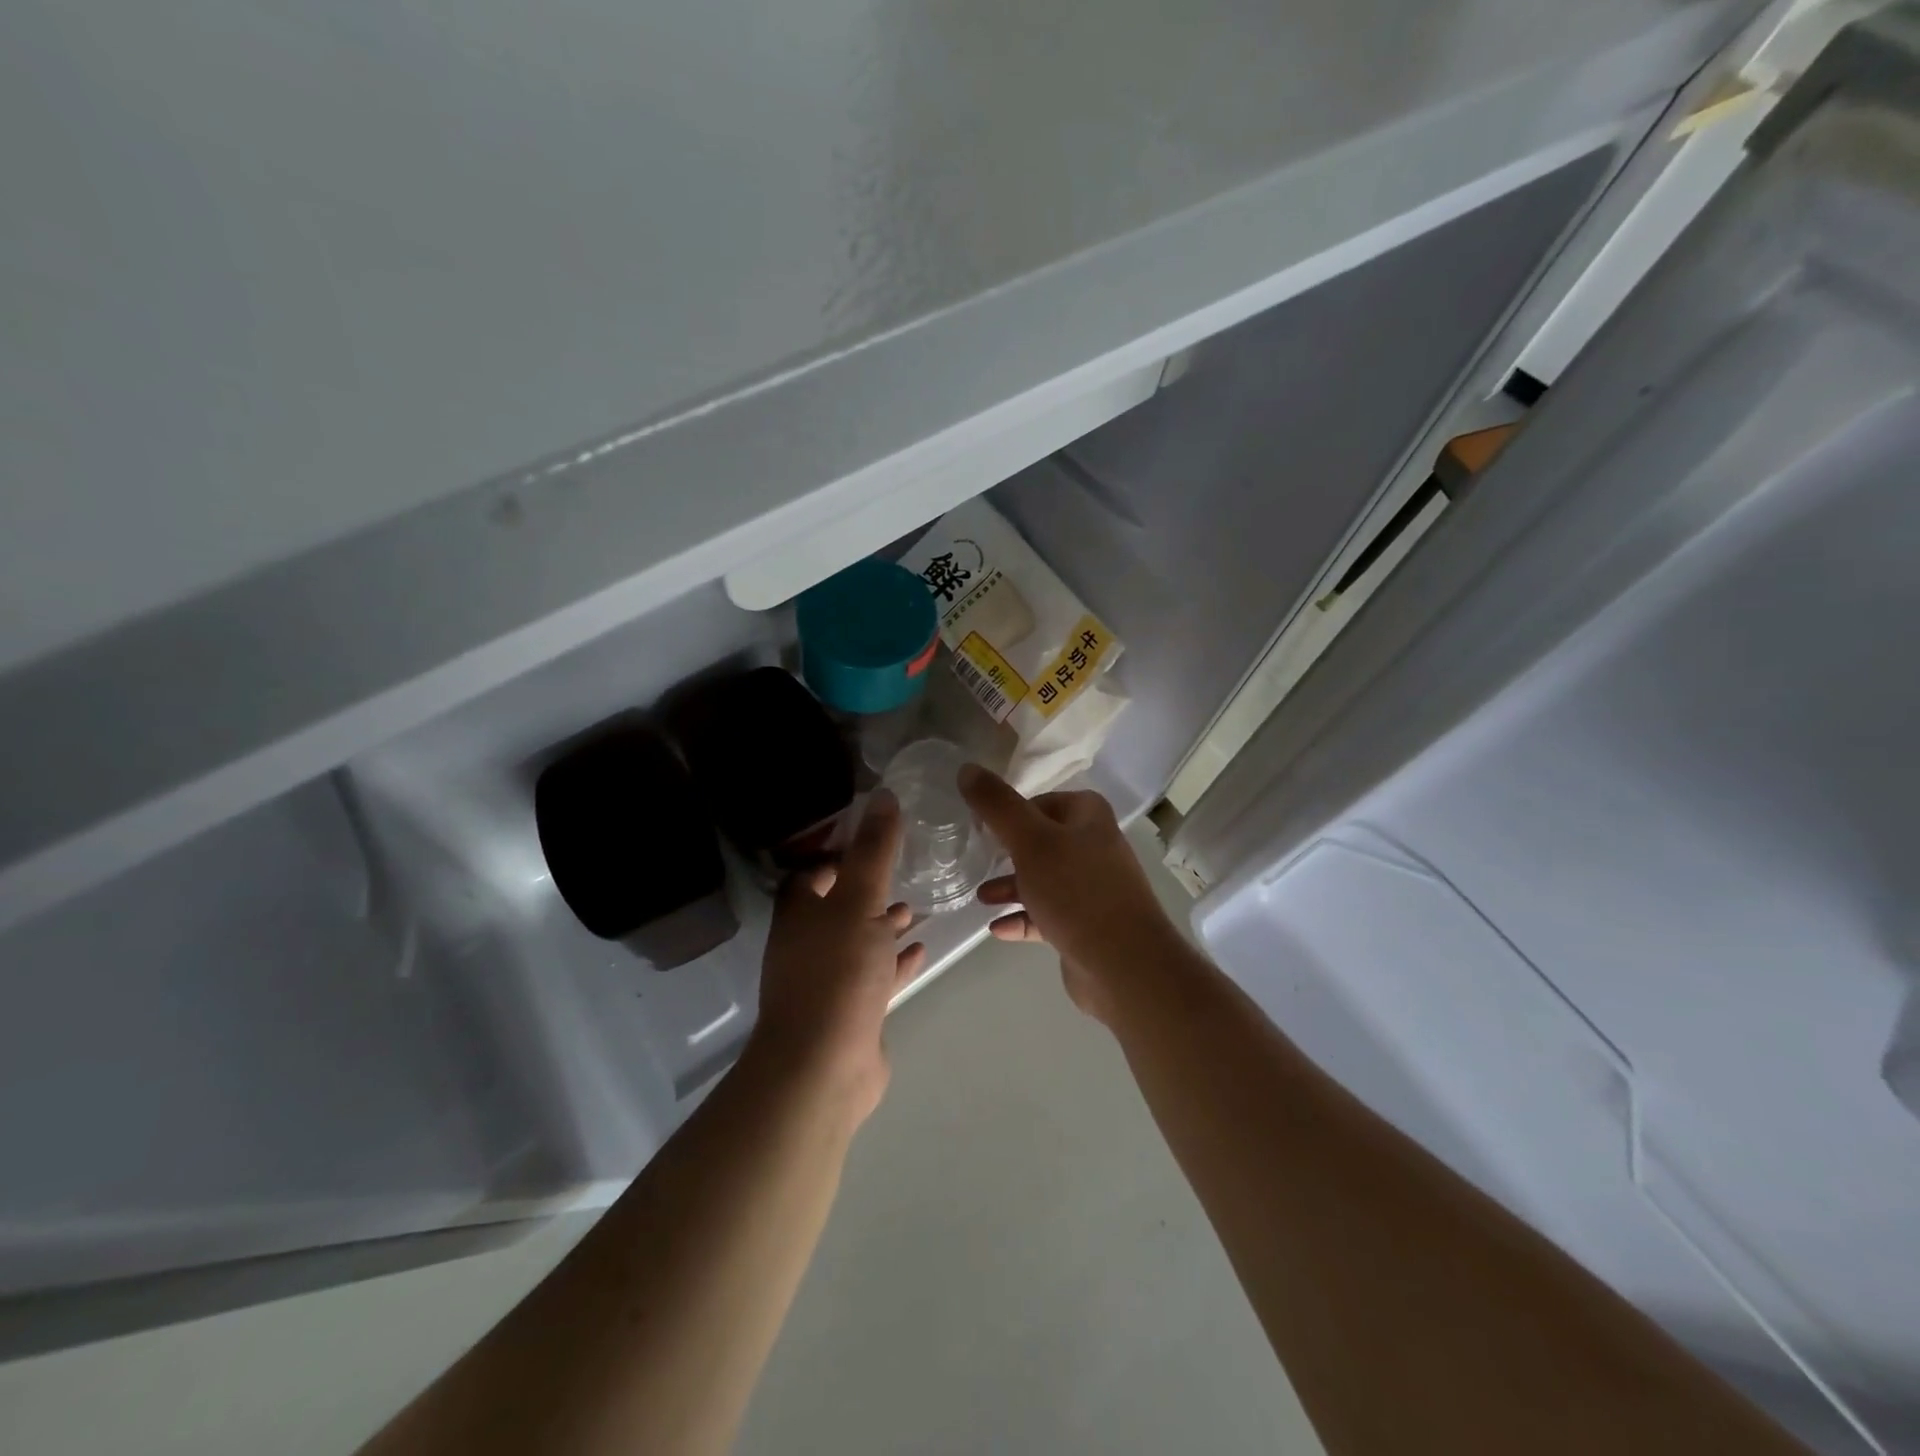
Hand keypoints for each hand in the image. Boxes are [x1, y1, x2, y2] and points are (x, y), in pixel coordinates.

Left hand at [750, 791, 926, 1127]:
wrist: (823, 1066)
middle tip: (900, 871)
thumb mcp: (859, 901)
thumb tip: (883, 796)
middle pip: (836, 907)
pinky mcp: (851, 1012)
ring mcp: (828, 981)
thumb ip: (874, 852)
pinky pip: (876, 976)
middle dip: (866, 890)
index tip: (871, 839)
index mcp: (800, 915)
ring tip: (915, 908)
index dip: (835, 855)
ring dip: (882, 926)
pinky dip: (895, 961)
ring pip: (858, 942)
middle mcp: (808, 944)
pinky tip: (921, 949)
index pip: (810, 874)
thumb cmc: (837, 973)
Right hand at [958, 765, 1182, 1024]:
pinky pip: (1047, 916)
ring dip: (1012, 887)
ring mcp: (1093, 890)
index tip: (981, 826)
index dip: (1012, 812)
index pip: (1043, 801)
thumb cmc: (1076, 891)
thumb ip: (997, 805)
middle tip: (977, 859)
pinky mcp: (1086, 926)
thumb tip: (967, 769)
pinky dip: (1023, 918)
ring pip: (1044, 880)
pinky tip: (996, 929)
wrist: (1124, 965)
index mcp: (1089, 818)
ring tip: (980, 898)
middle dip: (1008, 852)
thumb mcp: (1030, 840)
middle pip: (1042, 841)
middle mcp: (1095, 848)